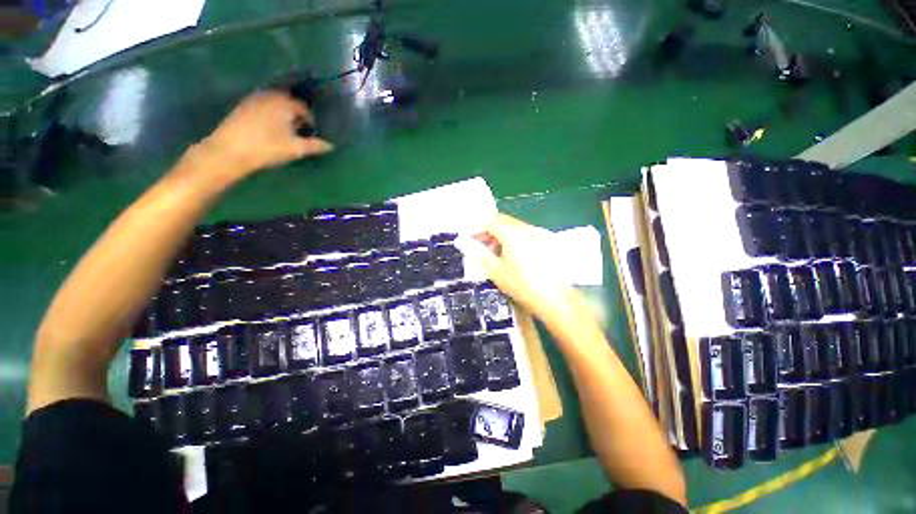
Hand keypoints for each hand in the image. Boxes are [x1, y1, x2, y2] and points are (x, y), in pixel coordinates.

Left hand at [200, 90, 332, 176]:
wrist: (229, 152)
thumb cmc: (267, 148)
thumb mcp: (295, 149)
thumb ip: (314, 146)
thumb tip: (330, 145)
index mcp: (284, 103)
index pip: (303, 108)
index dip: (310, 121)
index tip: (310, 134)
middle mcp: (269, 96)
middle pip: (288, 103)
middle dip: (295, 115)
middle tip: (299, 132)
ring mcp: (253, 99)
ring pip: (275, 104)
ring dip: (282, 114)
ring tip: (284, 131)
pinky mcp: (242, 107)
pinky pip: (263, 106)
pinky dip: (269, 115)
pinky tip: (268, 129)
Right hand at [469, 214, 578, 324]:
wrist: (556, 300)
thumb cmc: (522, 286)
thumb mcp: (496, 271)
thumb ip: (478, 253)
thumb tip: (461, 241)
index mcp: (513, 234)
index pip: (490, 222)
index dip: (477, 229)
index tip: (470, 240)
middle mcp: (527, 228)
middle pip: (503, 221)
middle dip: (490, 231)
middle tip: (483, 248)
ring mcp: (540, 233)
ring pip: (515, 226)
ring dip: (503, 235)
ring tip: (498, 254)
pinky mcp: (549, 241)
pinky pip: (527, 232)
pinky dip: (516, 238)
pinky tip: (516, 256)